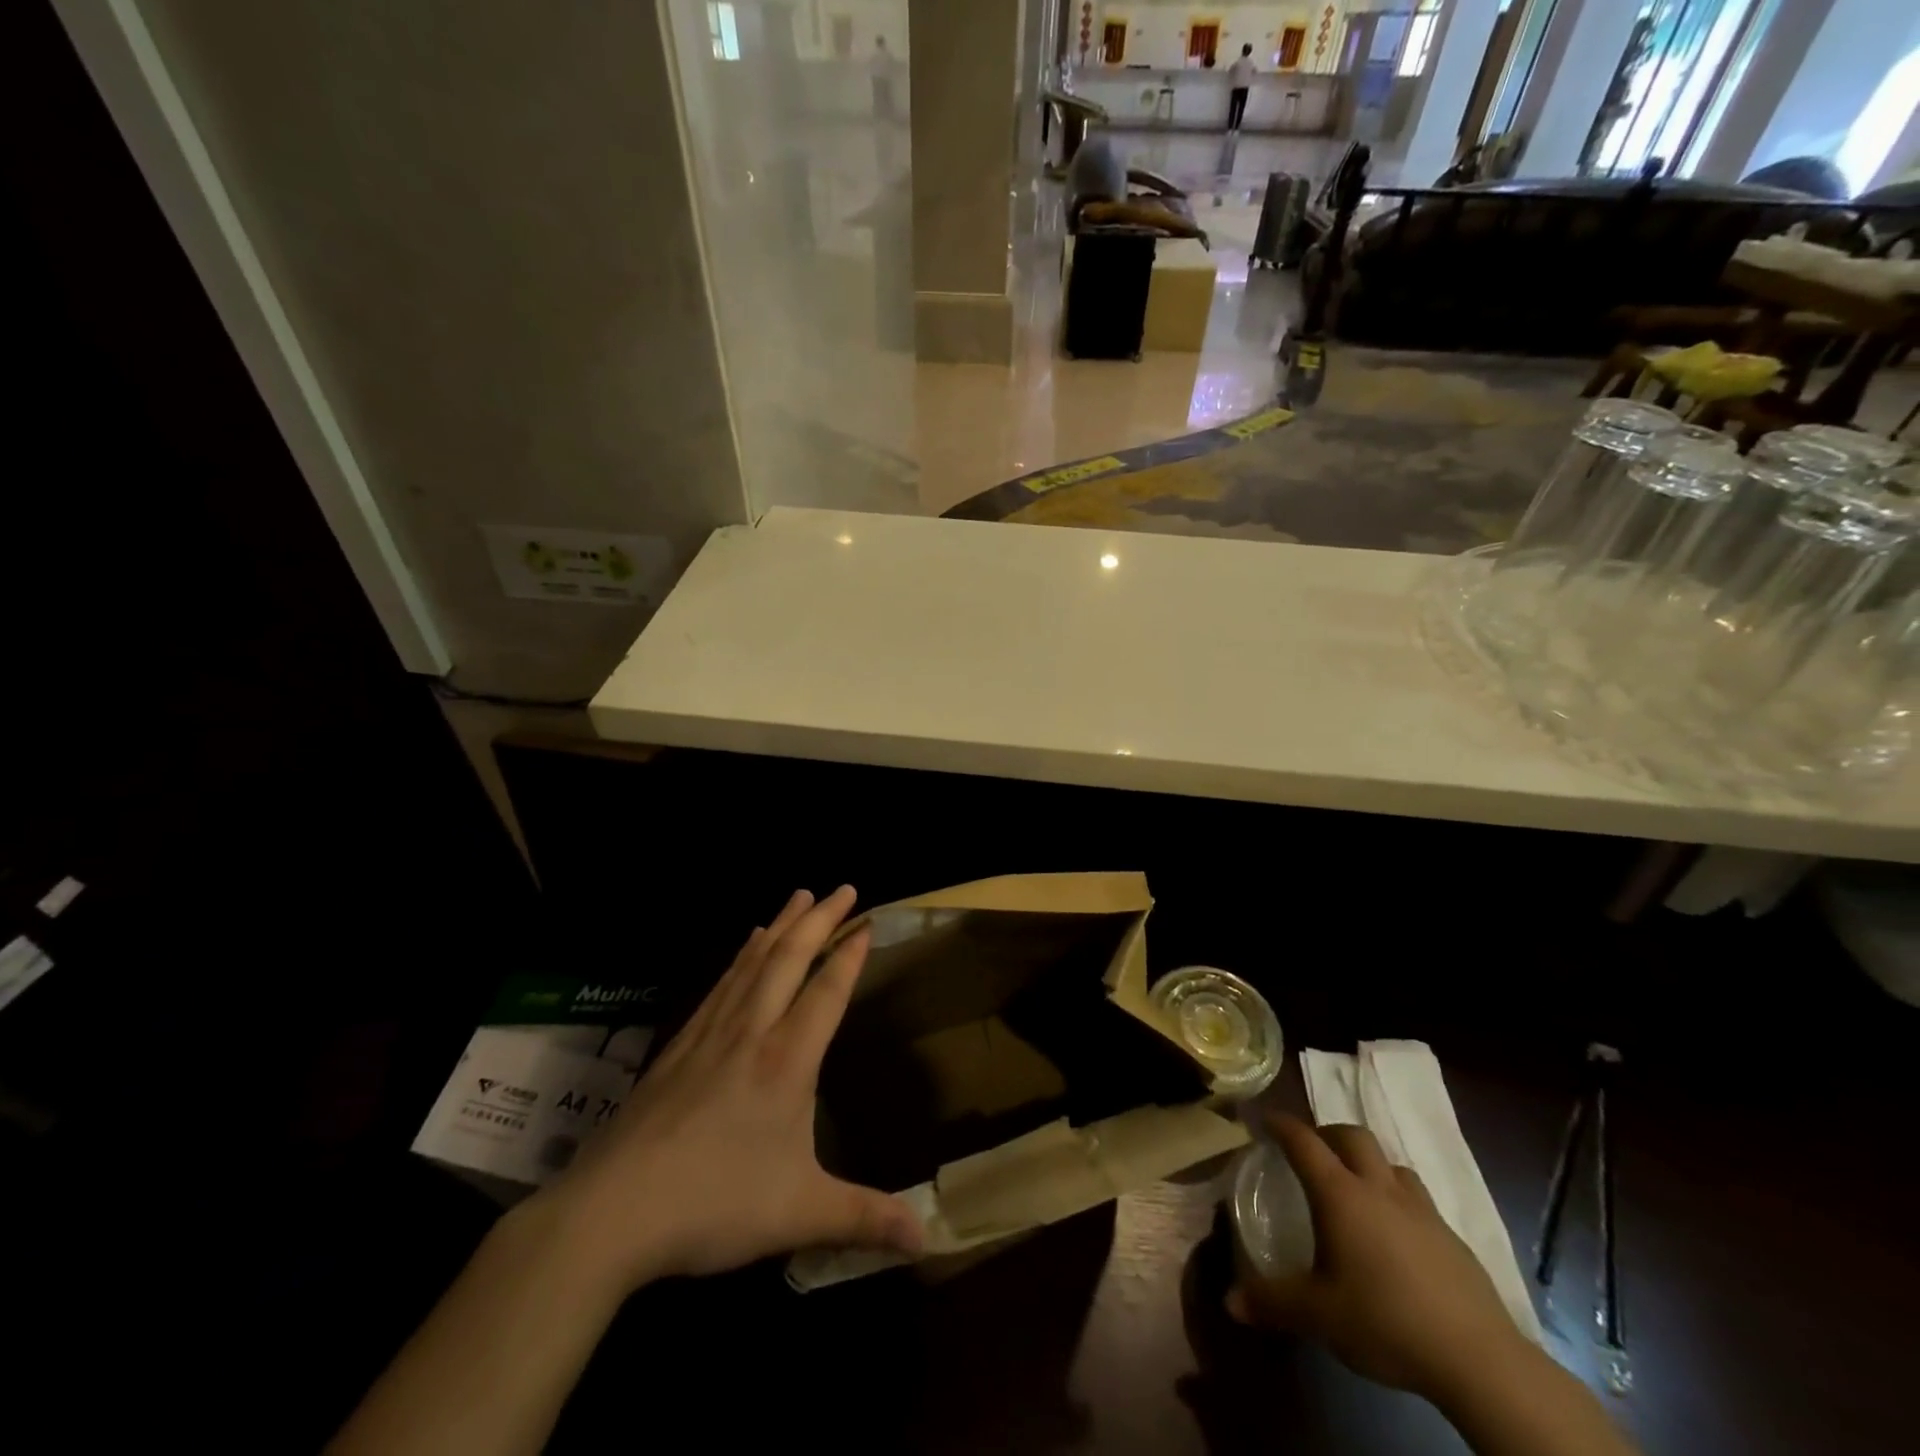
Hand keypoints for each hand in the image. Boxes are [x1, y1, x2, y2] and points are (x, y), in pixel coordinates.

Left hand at [532, 886, 922, 1286]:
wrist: (611, 1211)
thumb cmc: (713, 1205)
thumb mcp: (799, 1215)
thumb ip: (864, 1219)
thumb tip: (927, 1239)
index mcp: (786, 1062)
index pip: (826, 992)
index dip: (849, 954)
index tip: (867, 922)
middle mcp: (751, 1033)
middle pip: (790, 959)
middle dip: (820, 919)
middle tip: (842, 887)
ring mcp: (710, 1034)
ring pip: (753, 962)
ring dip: (782, 925)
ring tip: (799, 896)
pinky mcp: (680, 1045)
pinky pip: (721, 983)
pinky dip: (742, 955)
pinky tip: (745, 945)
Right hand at [1227, 1113, 1527, 1402]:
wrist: (1478, 1360)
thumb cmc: (1385, 1321)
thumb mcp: (1318, 1315)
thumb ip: (1272, 1302)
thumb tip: (1230, 1301)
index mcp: (1340, 1194)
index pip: (1303, 1141)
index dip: (1281, 1124)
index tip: (1264, 1118)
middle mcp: (1379, 1189)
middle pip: (1352, 1136)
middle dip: (1327, 1133)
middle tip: (1311, 1150)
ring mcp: (1421, 1211)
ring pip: (1391, 1164)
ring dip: (1368, 1164)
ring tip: (1357, 1188)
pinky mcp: (1453, 1239)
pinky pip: (1418, 1200)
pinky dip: (1398, 1201)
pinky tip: (1397, 1236)